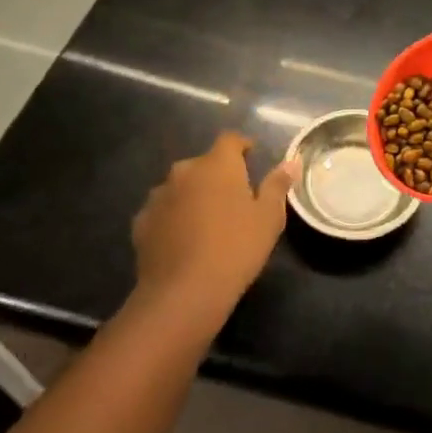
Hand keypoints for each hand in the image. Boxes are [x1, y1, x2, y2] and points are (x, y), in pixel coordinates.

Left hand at [131, 132, 297, 318]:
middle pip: (204, 164)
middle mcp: (184, 171)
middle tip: (234, 199)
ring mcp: (158, 196)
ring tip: (207, 222)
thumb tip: (291, 161)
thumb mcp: (269, 217)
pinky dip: (173, 218)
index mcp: (218, 164)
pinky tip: (183, 240)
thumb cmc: (236, 248)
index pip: (230, 140)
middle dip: (217, 175)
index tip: (252, 159)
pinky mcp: (141, 222)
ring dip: (193, 196)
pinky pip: (162, 211)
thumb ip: (278, 185)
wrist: (183, 292)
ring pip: (181, 187)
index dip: (242, 147)